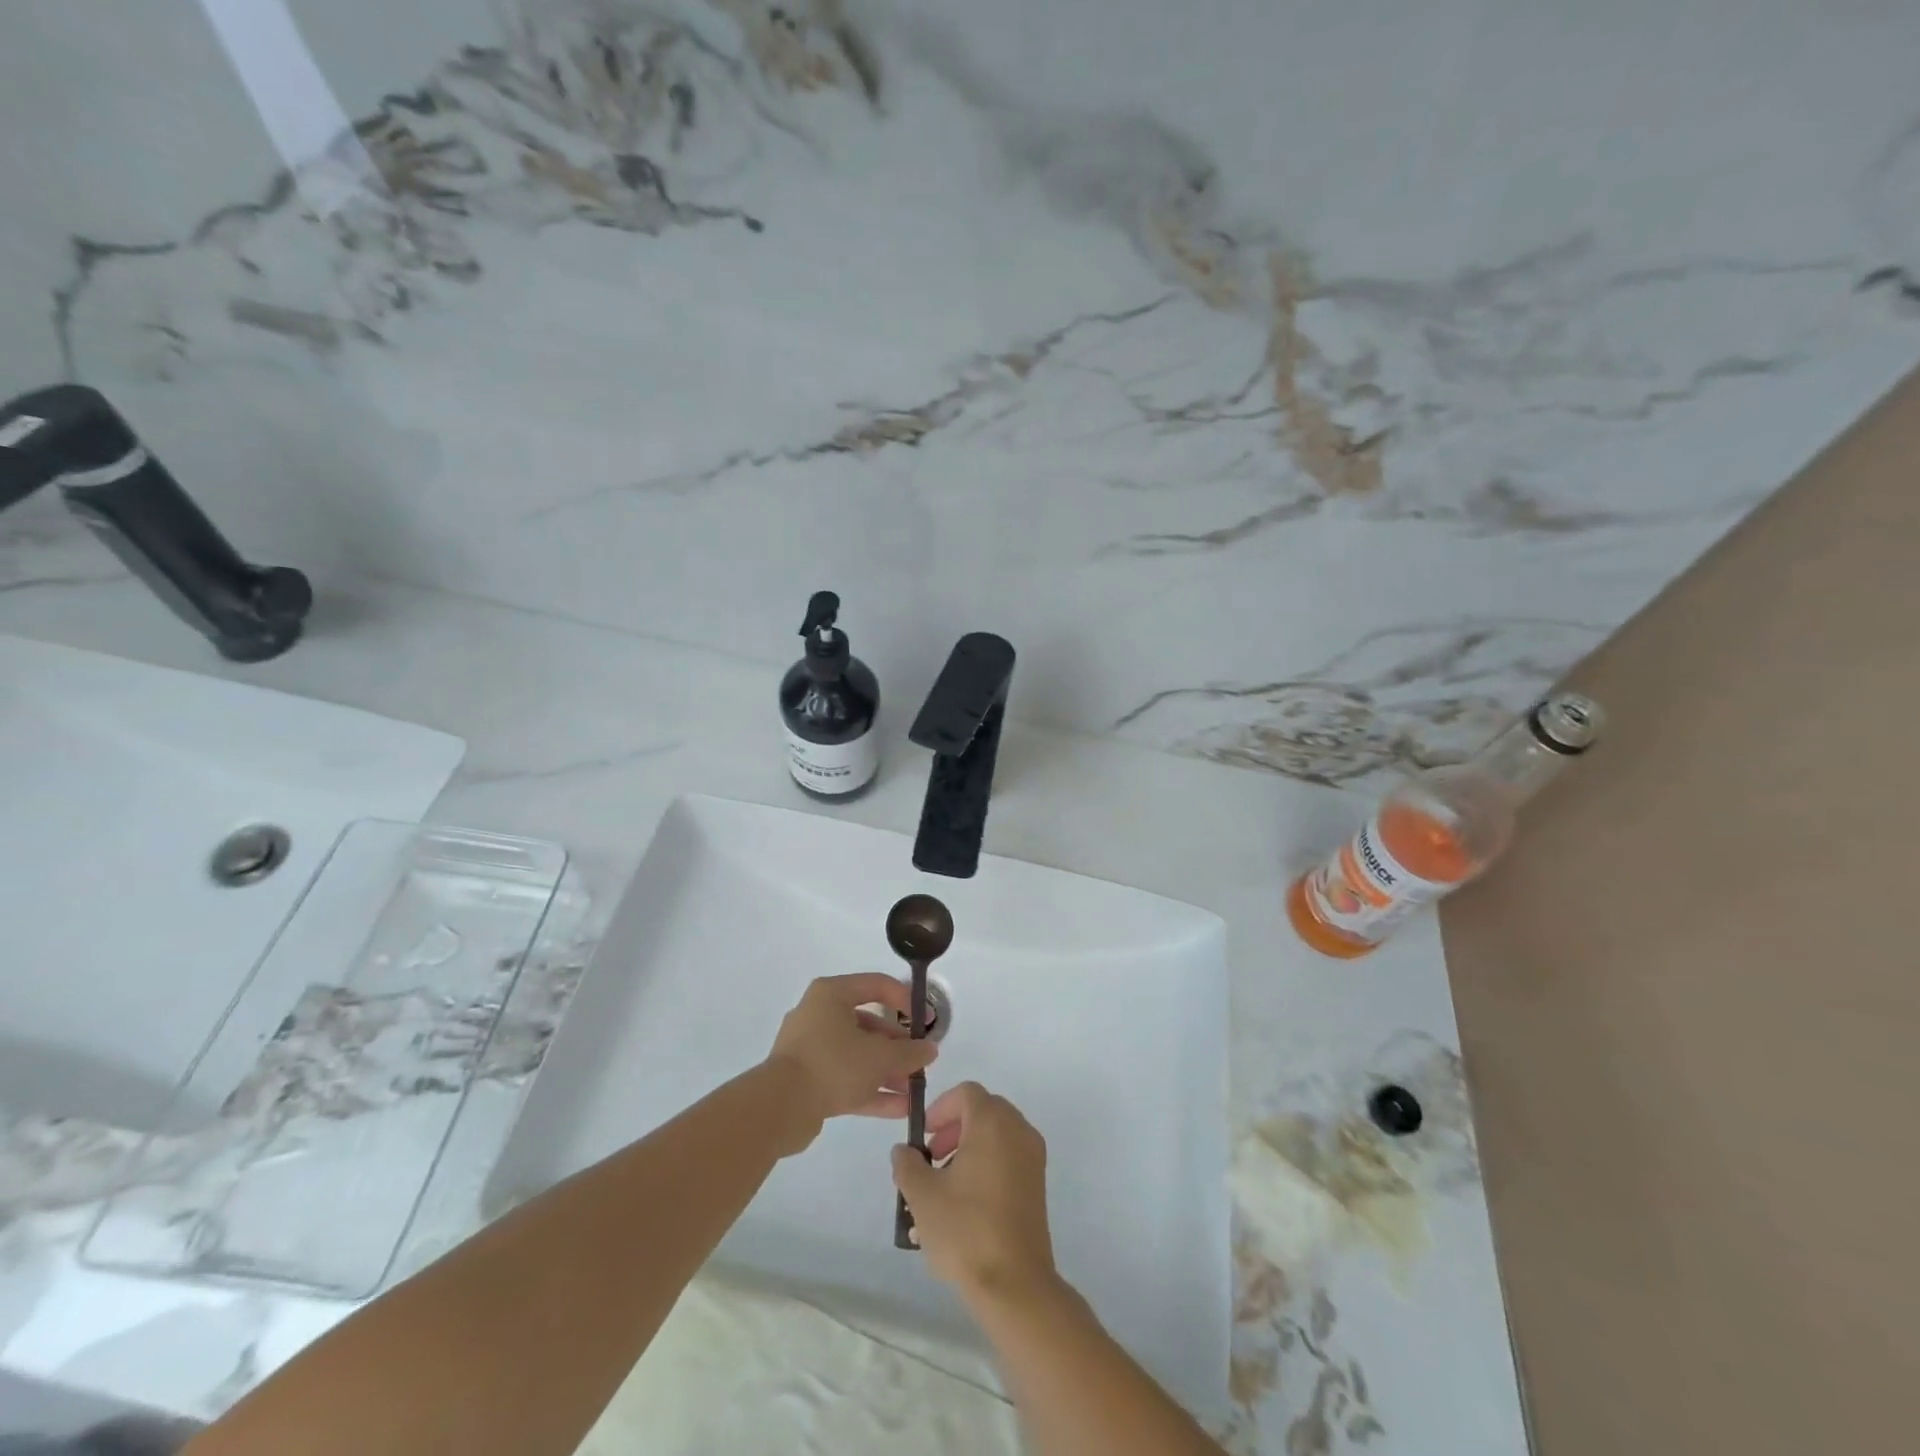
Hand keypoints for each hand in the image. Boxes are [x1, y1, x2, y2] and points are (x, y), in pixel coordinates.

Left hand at [765, 974, 937, 1150]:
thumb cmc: (832, 1064)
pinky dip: (871, 1089)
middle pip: (868, 1024)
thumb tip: (930, 1050)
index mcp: (832, 994)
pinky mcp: (808, 1080)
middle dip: (897, 1045)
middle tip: (920, 1061)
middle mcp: (819, 1015)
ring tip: (914, 1088)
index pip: (876, 985)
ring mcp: (812, 1049)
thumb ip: (909, 1052)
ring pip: (858, 1054)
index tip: (926, 1020)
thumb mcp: (879, 1056)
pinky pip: (846, 1078)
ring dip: (887, 1070)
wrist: (779, 1108)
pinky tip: (900, 1108)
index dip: (905, 999)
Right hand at [891, 1082, 1057, 1308]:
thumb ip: (907, 1165)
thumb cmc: (966, 1230)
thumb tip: (904, 1151)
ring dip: (968, 1148)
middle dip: (954, 1128)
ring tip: (944, 1187)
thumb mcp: (922, 1196)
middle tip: (932, 1159)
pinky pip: (1009, 1158)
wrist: (1015, 1285)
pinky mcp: (1037, 1186)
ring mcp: (1033, 1158)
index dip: (941, 1108)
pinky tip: (965, 1204)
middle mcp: (1018, 1131)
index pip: (966, 1093)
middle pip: (983, 1110)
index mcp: (993, 1123)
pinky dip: (986, 1165)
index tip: (923, 1137)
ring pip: (996, 1136)